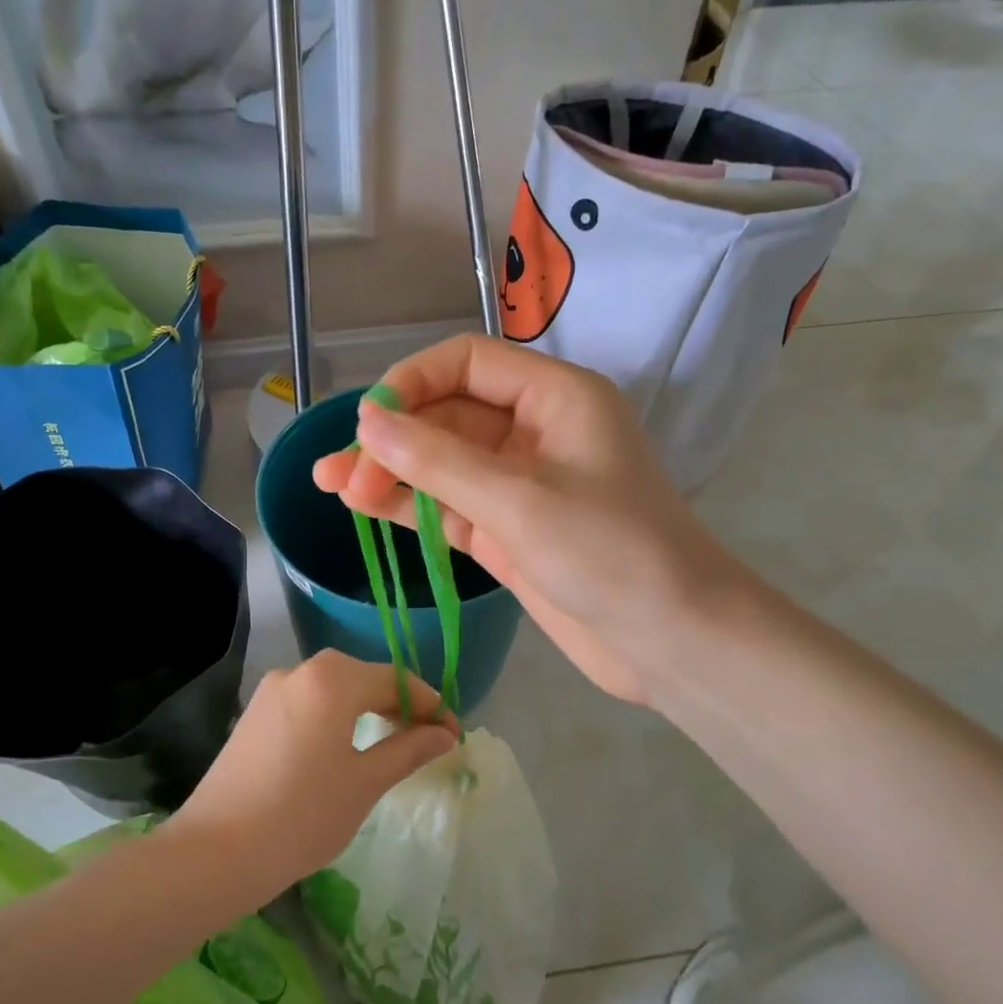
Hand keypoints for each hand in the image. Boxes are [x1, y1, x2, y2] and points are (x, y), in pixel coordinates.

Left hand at [168, 651, 456, 886]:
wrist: (216, 852)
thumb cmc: (302, 816)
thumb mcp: (365, 783)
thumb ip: (408, 750)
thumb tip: (445, 734)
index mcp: (332, 680)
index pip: (395, 680)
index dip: (430, 705)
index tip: (453, 735)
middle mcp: (300, 671)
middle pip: (363, 676)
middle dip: (398, 704)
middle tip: (425, 740)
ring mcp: (271, 690)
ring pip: (334, 688)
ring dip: (366, 708)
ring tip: (390, 744)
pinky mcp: (254, 714)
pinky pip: (308, 702)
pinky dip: (335, 716)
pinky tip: (344, 747)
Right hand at [311, 335, 745, 706]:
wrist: (670, 641)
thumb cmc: (610, 555)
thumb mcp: (518, 501)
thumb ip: (438, 460)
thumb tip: (367, 421)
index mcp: (555, 397)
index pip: (467, 362)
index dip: (411, 382)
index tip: (366, 422)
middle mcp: (536, 430)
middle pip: (448, 413)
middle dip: (394, 438)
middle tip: (341, 474)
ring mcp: (520, 483)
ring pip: (443, 462)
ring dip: (391, 471)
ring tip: (332, 484)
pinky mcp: (509, 529)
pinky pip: (450, 504)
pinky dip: (411, 505)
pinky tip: (365, 506)